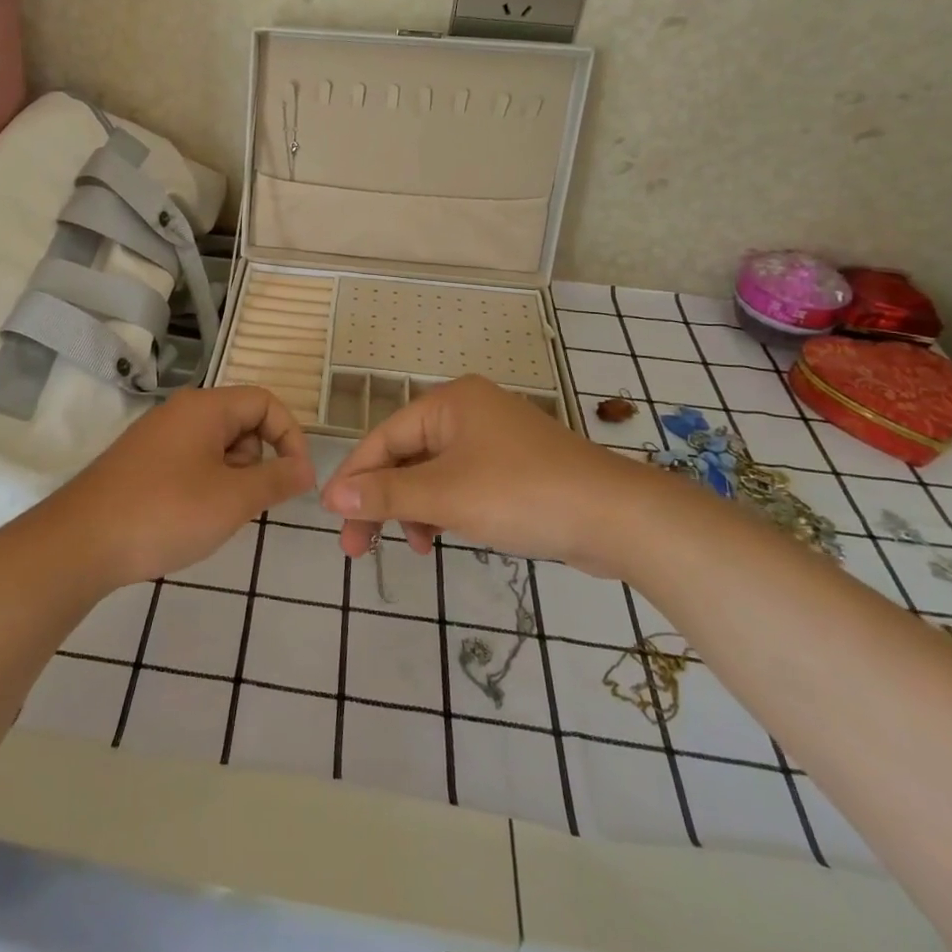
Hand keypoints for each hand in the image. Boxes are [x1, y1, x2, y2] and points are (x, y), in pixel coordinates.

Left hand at [37, 386, 315, 590]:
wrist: (80, 543)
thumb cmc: (165, 513)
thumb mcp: (232, 499)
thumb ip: (276, 479)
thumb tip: (305, 468)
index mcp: (205, 407)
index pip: (265, 402)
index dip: (290, 435)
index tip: (297, 478)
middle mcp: (181, 412)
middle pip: (241, 422)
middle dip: (257, 461)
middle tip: (246, 503)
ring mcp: (157, 437)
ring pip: (217, 446)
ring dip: (231, 478)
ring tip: (214, 515)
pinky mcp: (142, 463)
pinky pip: (191, 462)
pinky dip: (205, 485)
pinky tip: (190, 518)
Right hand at [321, 375, 685, 575]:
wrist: (619, 519)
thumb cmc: (523, 495)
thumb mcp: (446, 496)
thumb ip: (386, 494)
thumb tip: (332, 497)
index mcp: (450, 403)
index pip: (384, 438)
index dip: (355, 478)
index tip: (332, 518)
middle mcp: (469, 411)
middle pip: (406, 455)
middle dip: (384, 500)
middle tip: (359, 548)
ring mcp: (494, 439)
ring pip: (433, 473)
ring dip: (414, 509)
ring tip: (415, 547)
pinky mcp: (513, 468)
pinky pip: (461, 484)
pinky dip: (445, 510)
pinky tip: (441, 538)